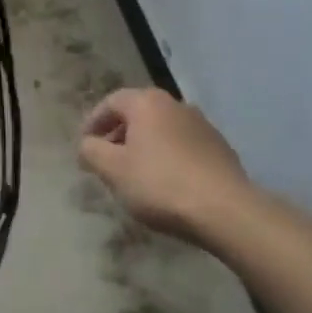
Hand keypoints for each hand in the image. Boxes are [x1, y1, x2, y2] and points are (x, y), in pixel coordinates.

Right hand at [79, 87, 253, 240]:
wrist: (226, 210)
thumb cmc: (160, 183)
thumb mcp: (113, 169)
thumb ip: (91, 151)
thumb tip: (87, 144)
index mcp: (147, 102)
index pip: (111, 102)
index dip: (93, 122)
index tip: (84, 145)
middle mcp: (175, 105)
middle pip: (138, 113)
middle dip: (118, 134)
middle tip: (106, 159)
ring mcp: (202, 125)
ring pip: (162, 130)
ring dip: (144, 146)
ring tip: (135, 173)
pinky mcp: (220, 149)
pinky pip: (183, 146)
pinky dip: (167, 157)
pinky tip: (165, 182)